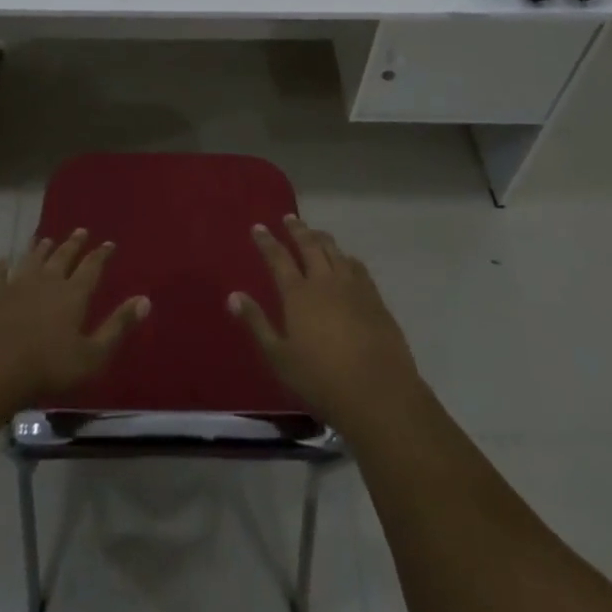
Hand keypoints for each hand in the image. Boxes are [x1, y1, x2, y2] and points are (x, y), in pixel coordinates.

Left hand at [0, 228, 149, 409]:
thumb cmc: (48, 367)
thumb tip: (145, 300)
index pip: (92, 267)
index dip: (102, 255)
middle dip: (73, 243)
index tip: (109, 243)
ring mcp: (17, 285)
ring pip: (32, 259)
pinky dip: (0, 266)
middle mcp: (47, 281)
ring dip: (40, 248)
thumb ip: (118, 327)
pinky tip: (0, 260)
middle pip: (63, 256)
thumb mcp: (92, 355)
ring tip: (46, 238)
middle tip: (81, 230)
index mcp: (73, 294)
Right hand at [229, 214, 420, 424]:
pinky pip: (357, 267)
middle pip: (309, 245)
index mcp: (298, 294)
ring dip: (321, 238)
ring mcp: (352, 287)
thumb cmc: (321, 380)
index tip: (258, 227)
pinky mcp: (375, 299)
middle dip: (297, 229)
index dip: (267, 241)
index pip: (278, 258)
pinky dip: (346, 257)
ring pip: (334, 251)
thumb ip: (256, 323)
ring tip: (314, 232)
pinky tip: (346, 260)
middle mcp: (324, 281)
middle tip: (289, 217)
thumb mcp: (279, 357)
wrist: (378, 393)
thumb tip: (232, 296)